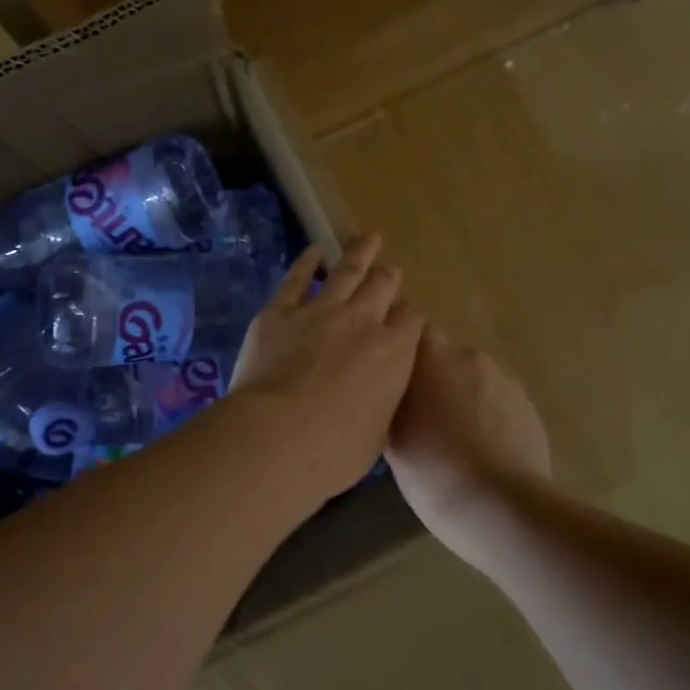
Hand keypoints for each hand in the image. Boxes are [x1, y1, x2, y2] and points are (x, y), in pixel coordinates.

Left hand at [230, 234, 424, 504]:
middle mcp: (363, 322)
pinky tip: (314, 250)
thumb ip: (381, 400)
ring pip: (347, 271)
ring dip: (359, 253)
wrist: (278, 437)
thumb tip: (376, 392)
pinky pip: (297, 278)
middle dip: (389, 277)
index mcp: (395, 353)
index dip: (408, 315)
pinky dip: (307, 261)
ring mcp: (320, 311)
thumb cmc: (335, 451)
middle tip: (389, 270)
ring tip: (368, 238)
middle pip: (383, 286)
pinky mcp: (279, 311)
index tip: (404, 318)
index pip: (411, 319)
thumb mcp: (377, 432)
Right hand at [387, 329, 550, 536]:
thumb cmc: (433, 471)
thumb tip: (393, 397)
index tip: (400, 382)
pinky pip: (501, 406)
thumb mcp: (392, 442)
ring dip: (467, 402)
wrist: (501, 507)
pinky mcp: (530, 408)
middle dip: (439, 384)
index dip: (408, 356)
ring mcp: (505, 382)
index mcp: (431, 359)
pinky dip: (492, 421)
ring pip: (477, 384)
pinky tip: (487, 455)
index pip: (414, 334)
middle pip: (447, 362)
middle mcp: (469, 358)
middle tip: (428, 423)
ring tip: (461, 445)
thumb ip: (392, 405)